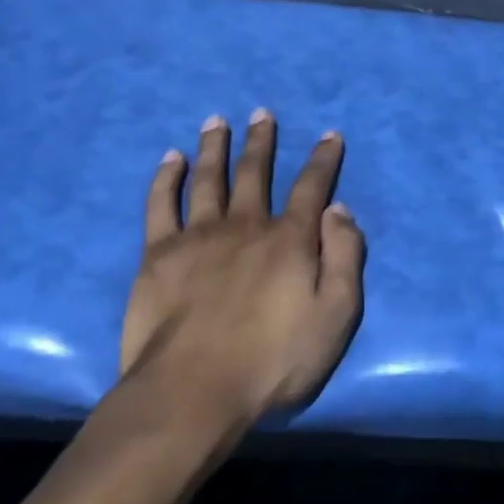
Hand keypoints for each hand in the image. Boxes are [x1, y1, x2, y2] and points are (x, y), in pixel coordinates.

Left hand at [120, 110, 364, 422]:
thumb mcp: (336, 315)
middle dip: (262, 141)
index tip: (329, 135)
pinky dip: (167, 178)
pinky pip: (161, 204)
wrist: (194, 390)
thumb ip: (344, 257)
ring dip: (215, 147)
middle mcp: (246, 225)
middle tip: (262, 113)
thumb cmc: (274, 359)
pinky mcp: (159, 254)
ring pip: (209, 178)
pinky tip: (171, 159)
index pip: (311, 187)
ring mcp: (198, 236)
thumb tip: (339, 210)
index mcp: (290, 239)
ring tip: (217, 121)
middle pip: (255, 172)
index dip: (322, 159)